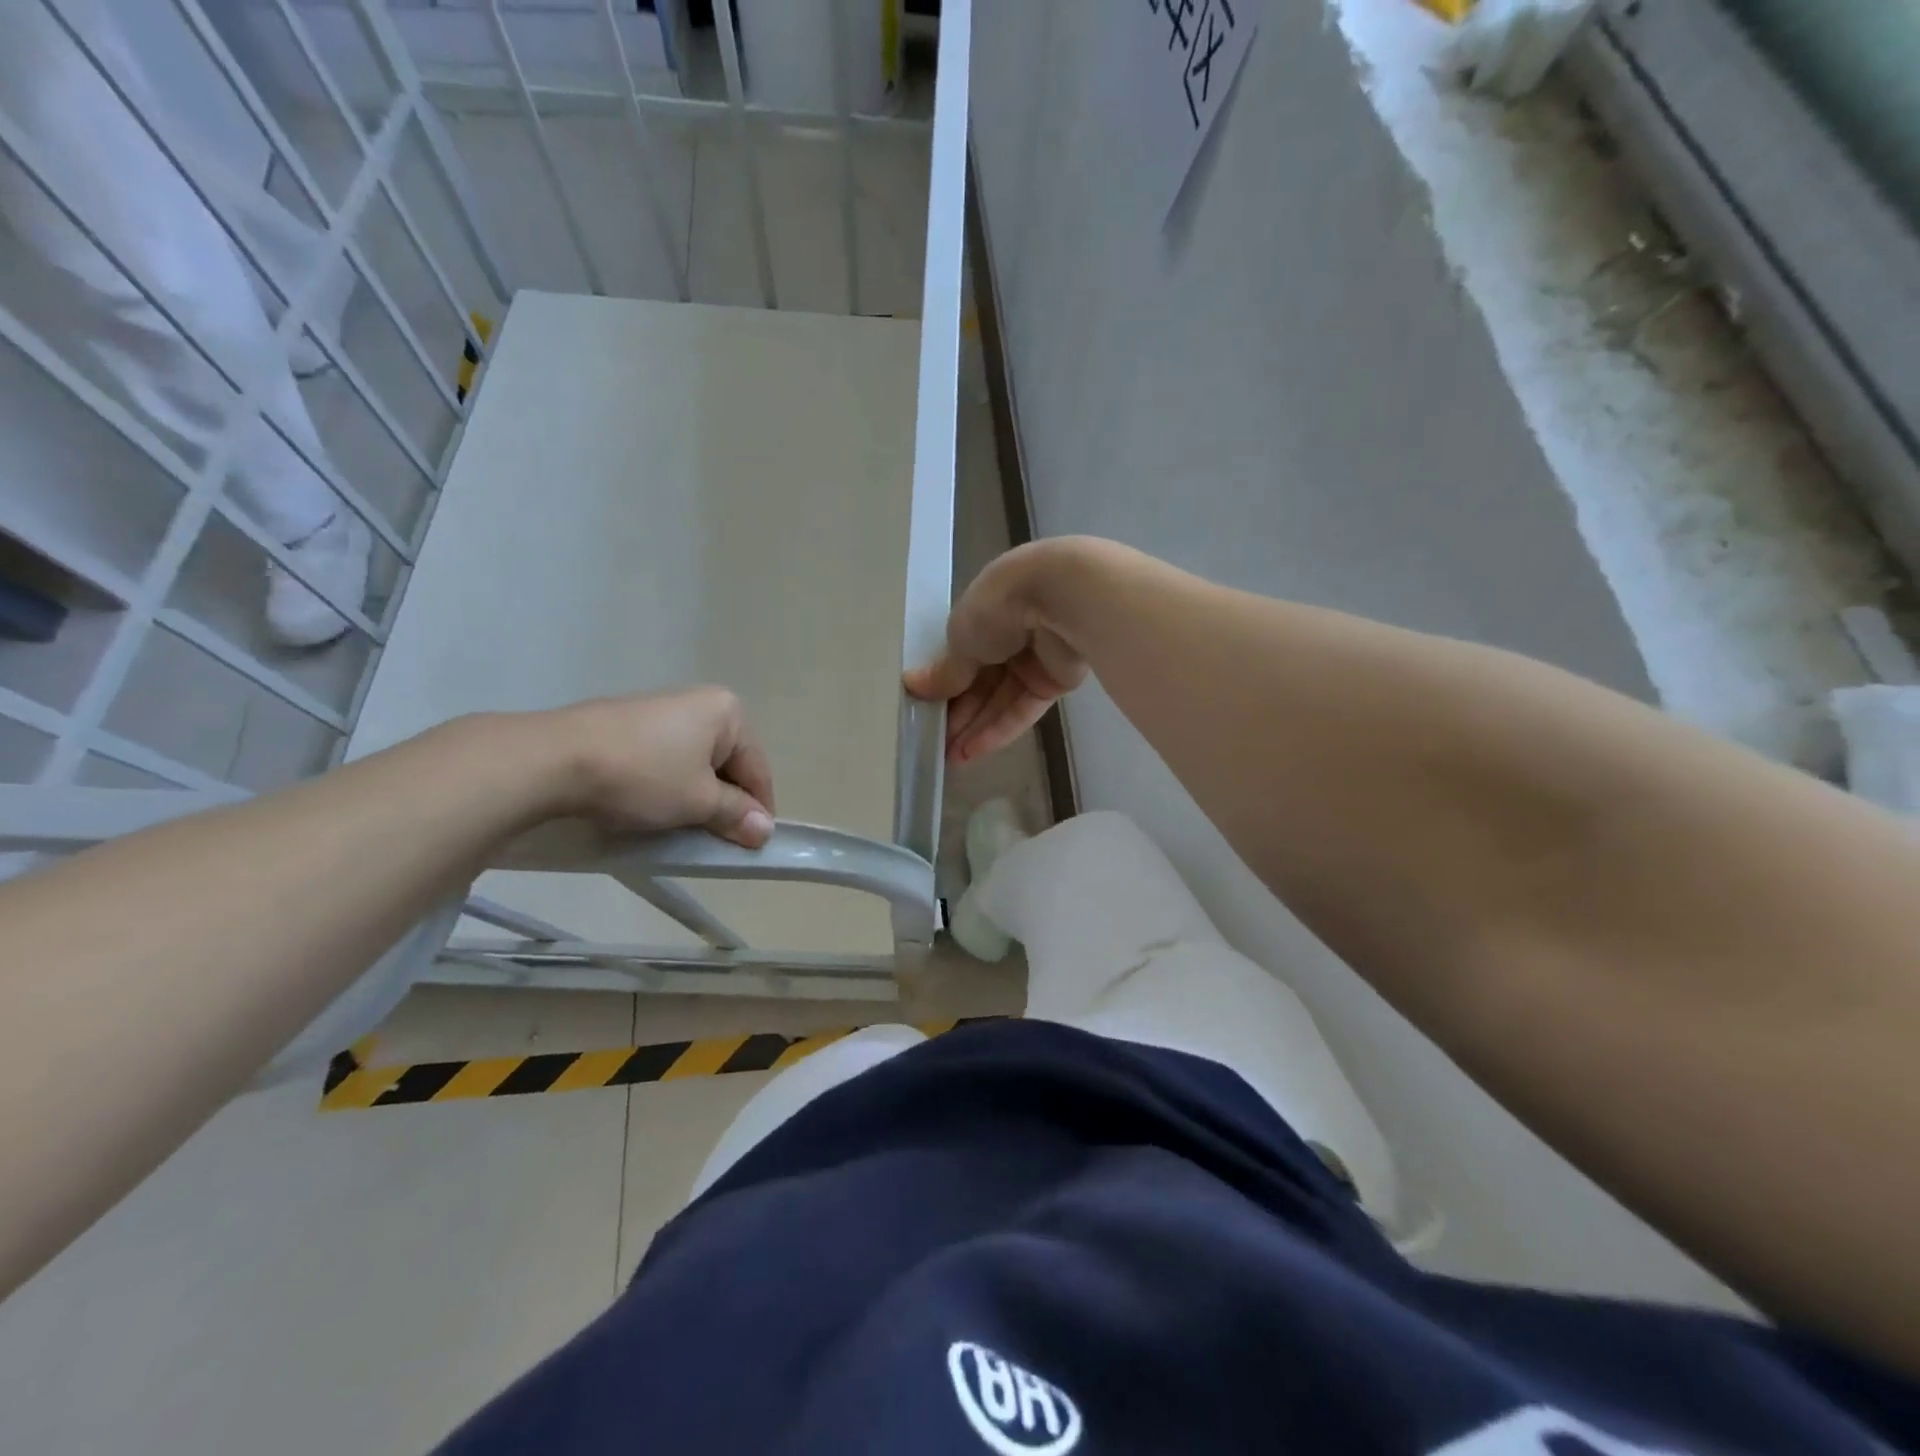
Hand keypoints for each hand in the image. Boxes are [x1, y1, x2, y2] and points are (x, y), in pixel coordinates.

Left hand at [544, 687, 775, 848]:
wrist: (554, 759)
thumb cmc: (643, 776)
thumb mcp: (698, 802)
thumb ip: (736, 814)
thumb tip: (765, 831)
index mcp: (727, 712)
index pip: (757, 768)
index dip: (758, 810)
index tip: (753, 844)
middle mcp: (700, 702)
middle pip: (728, 763)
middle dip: (726, 801)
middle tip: (717, 839)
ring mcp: (662, 709)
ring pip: (696, 762)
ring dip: (697, 795)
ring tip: (683, 826)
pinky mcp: (629, 722)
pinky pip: (667, 757)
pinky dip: (669, 784)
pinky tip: (654, 806)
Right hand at [904, 541, 1091, 763]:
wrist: (1059, 599)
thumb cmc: (998, 608)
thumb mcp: (960, 639)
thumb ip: (945, 671)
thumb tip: (913, 687)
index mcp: (984, 614)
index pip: (961, 657)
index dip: (944, 687)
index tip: (926, 713)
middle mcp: (1010, 635)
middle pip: (981, 682)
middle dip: (959, 714)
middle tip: (935, 745)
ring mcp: (1035, 660)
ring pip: (1001, 700)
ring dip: (976, 728)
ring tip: (950, 758)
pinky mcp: (1056, 681)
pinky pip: (1024, 709)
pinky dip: (1000, 730)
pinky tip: (974, 751)